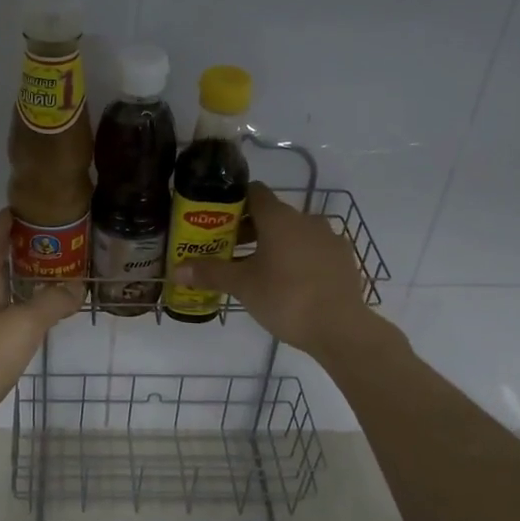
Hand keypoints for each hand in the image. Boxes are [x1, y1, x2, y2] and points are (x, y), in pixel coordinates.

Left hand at [0, 209, 79, 457]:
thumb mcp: (23, 326)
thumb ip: (50, 303)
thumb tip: (76, 285)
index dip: (3, 221)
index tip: (25, 207)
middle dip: (17, 252)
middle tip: (52, 248)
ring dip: (17, 285)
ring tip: (49, 286)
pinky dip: (13, 315)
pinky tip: (28, 329)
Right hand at [175, 182, 381, 360]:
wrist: (341, 328)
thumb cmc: (286, 298)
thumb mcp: (242, 286)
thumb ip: (210, 273)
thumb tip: (176, 271)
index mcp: (279, 218)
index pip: (254, 193)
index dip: (234, 203)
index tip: (218, 221)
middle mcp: (306, 219)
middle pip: (272, 215)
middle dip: (250, 230)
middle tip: (230, 251)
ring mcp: (329, 239)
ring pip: (295, 233)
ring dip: (275, 245)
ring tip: (258, 270)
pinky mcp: (344, 259)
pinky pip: (314, 250)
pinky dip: (298, 259)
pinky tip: (289, 283)